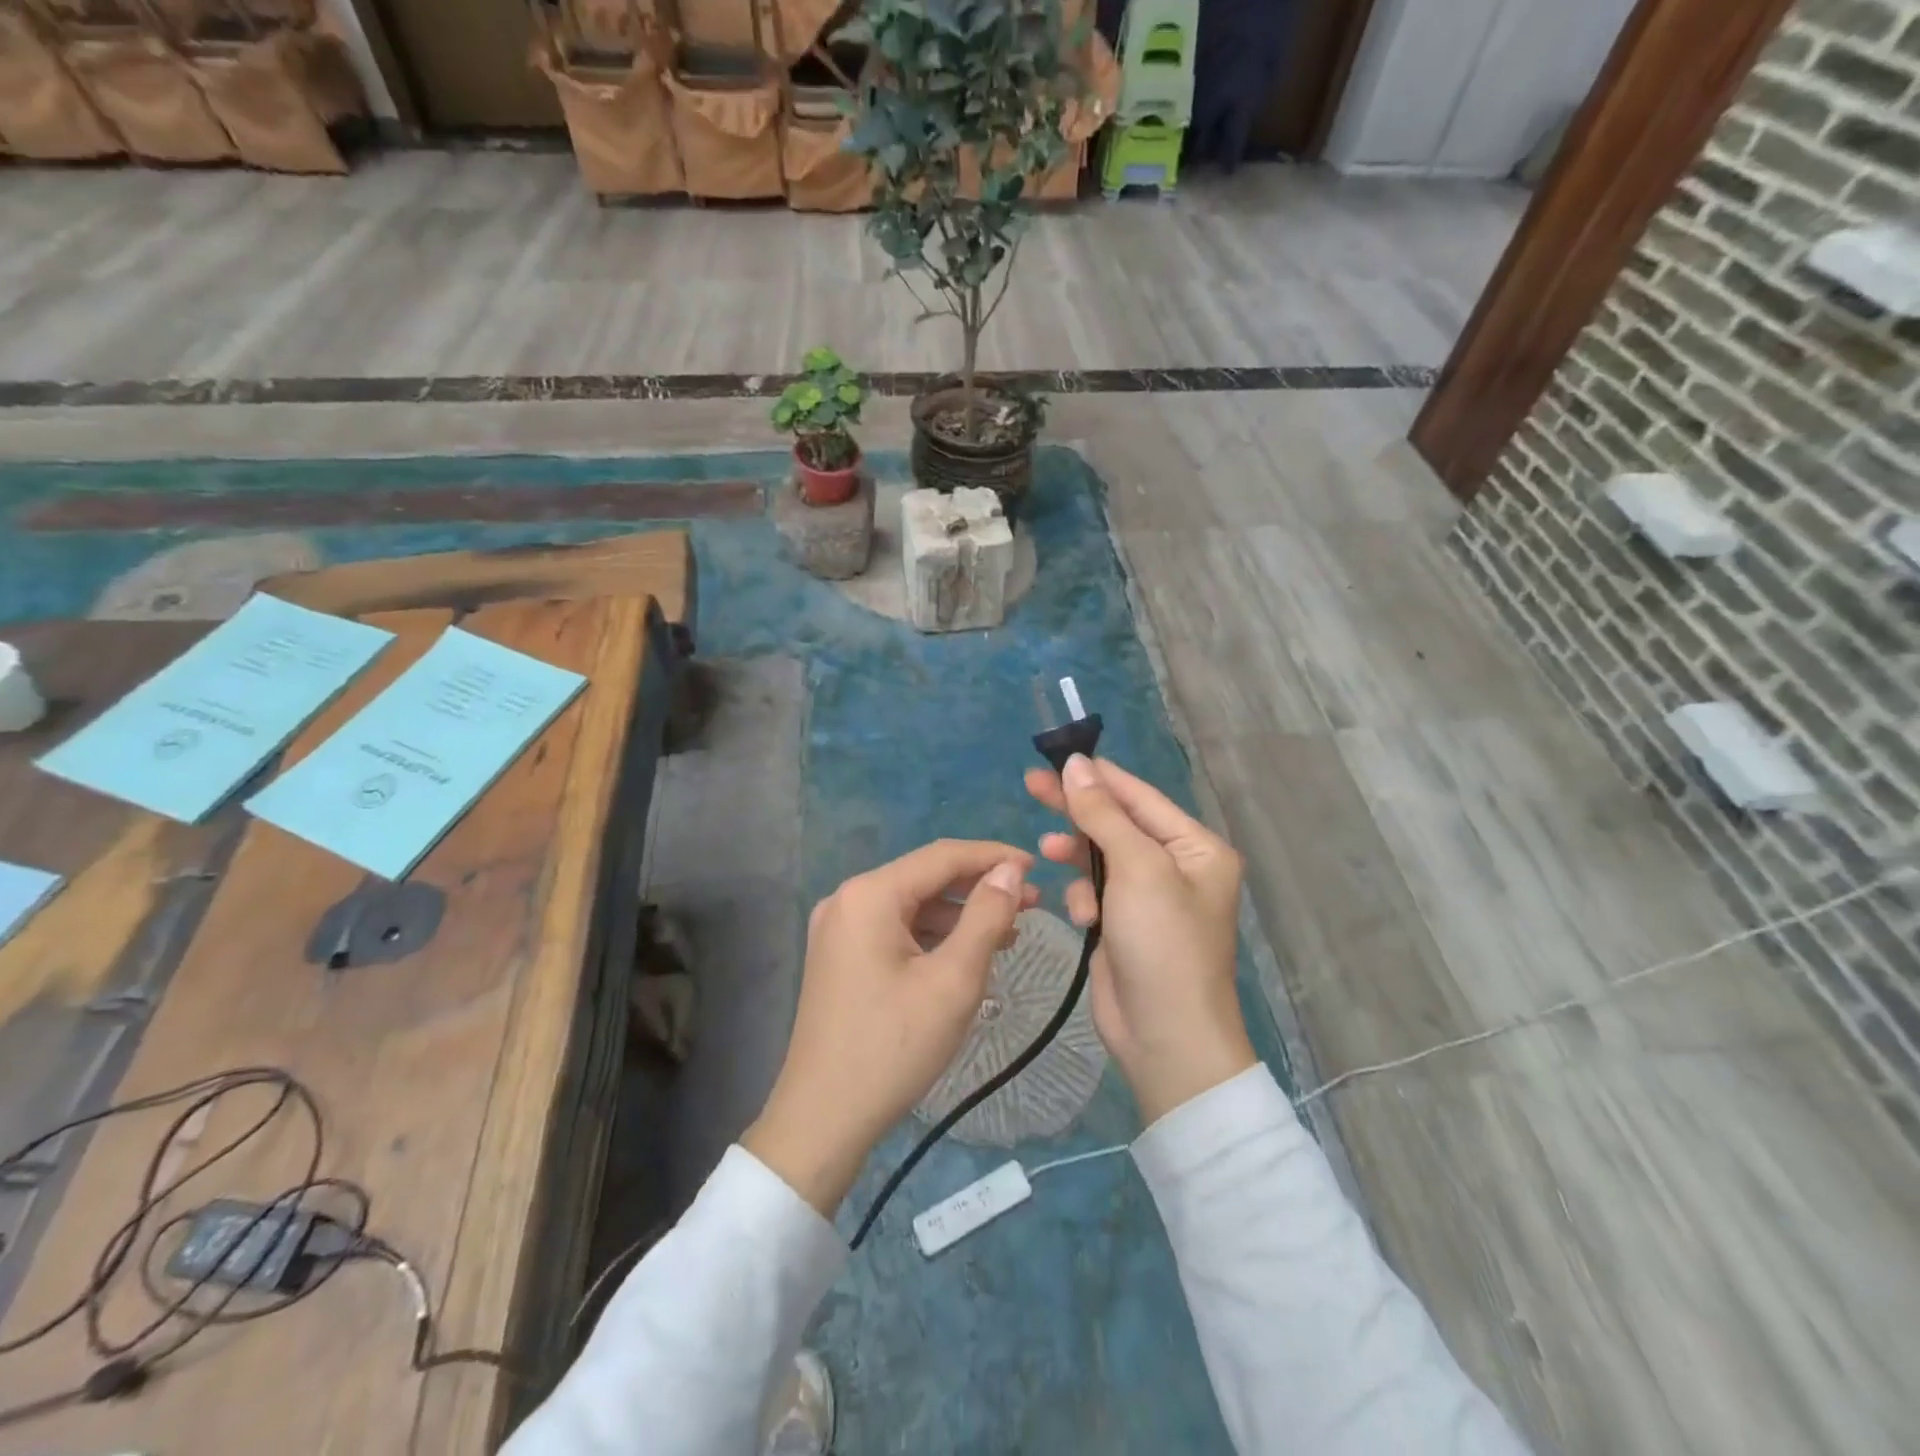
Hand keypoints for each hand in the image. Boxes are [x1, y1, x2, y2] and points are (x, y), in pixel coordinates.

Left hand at [744, 840, 1037, 1215]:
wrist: (823, 1119)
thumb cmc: (893, 1047)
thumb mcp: (954, 980)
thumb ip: (987, 917)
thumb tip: (1009, 870)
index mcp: (870, 895)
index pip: (942, 856)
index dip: (993, 856)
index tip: (1036, 867)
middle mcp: (848, 899)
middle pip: (926, 877)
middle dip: (979, 887)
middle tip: (1031, 903)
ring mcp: (839, 928)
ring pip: (912, 905)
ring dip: (960, 914)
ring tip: (1009, 933)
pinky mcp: (840, 955)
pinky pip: (895, 929)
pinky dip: (933, 936)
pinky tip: (967, 954)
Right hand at [1026, 755, 1254, 1124]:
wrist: (1165, 1037)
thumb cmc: (1162, 943)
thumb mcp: (1137, 869)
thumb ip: (1103, 814)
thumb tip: (1076, 765)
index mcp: (1196, 848)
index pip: (1140, 797)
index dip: (1097, 776)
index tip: (1055, 758)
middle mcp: (1177, 867)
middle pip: (1117, 822)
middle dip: (1077, 809)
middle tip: (1031, 785)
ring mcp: (1150, 898)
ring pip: (1101, 856)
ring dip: (1076, 856)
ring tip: (1045, 853)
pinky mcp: (1125, 924)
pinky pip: (1096, 891)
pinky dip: (1084, 897)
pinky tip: (1081, 916)